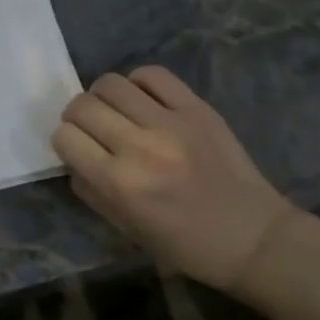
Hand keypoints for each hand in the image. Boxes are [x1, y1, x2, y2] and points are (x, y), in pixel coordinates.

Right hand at [53, 66, 299, 292]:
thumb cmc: (186, 244)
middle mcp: (139, 147)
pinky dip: (138, 82)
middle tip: (90, 128)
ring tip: (115, 111)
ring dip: (102, 96)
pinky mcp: (197, 109)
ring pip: (110, 83)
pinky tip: (142, 100)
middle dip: (76, 116)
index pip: (65, 137)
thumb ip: (91, 190)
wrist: (255, 239)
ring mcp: (170, 123)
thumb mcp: (126, 228)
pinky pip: (153, 75)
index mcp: (120, 184)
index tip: (76, 149)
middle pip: (82, 106)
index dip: (64, 141)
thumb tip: (73, 157)